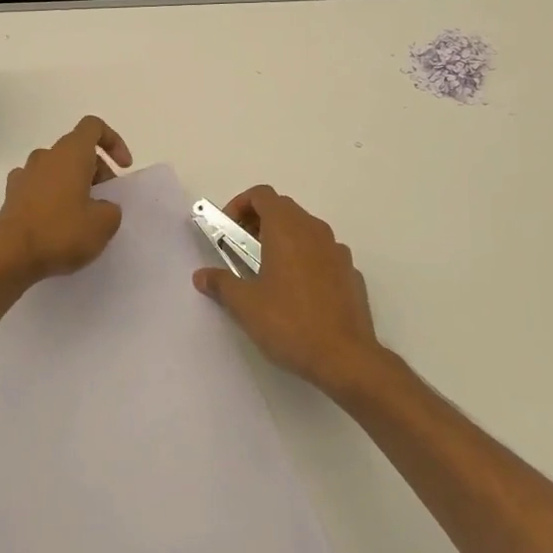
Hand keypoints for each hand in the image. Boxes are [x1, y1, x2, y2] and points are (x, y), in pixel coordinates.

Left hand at [0, 116, 131, 285]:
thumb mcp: (103, 224)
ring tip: (83, 215)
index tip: (123, 167)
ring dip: (74, 183)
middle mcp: (46, 156)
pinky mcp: (11, 195)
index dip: (113, 141)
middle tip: (106, 201)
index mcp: (71, 153)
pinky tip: (56, 223)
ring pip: (57, 168)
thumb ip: (111, 209)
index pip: (93, 126)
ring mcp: (25, 174)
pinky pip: (39, 186)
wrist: (9, 257)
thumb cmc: (61, 232)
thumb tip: (101, 207)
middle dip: (97, 170)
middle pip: (77, 150)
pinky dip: (52, 197)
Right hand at [192, 186, 384, 395]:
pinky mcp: (351, 273)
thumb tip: (201, 275)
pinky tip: (298, 293)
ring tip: (267, 273)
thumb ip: (221, 284)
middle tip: (241, 250)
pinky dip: (306, 260)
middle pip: (283, 209)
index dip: (240, 205)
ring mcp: (337, 251)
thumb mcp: (245, 305)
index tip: (227, 230)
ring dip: (283, 240)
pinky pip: (323, 255)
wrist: (345, 357)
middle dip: (258, 222)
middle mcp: (314, 230)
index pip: (262, 195)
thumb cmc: (289, 323)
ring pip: (305, 231)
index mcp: (287, 228)